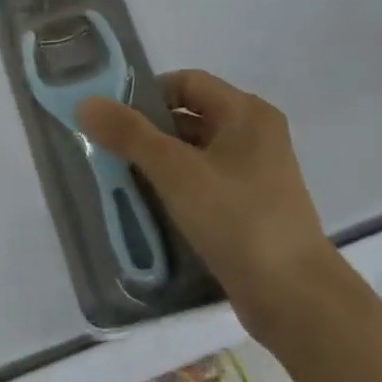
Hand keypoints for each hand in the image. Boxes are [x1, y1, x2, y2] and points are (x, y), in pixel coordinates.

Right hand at [78, 71, 334, 345]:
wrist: (295, 299)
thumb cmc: (237, 219)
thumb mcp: (175, 171)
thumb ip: (128, 133)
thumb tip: (86, 103)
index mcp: (246, 113)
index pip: (186, 82)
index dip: (146, 94)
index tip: (112, 119)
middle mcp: (255, 135)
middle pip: (188, 117)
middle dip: (145, 131)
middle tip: (107, 149)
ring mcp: (255, 174)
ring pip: (192, 153)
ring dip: (156, 162)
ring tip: (119, 179)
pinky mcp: (250, 207)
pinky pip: (202, 183)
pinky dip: (174, 188)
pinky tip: (148, 206)